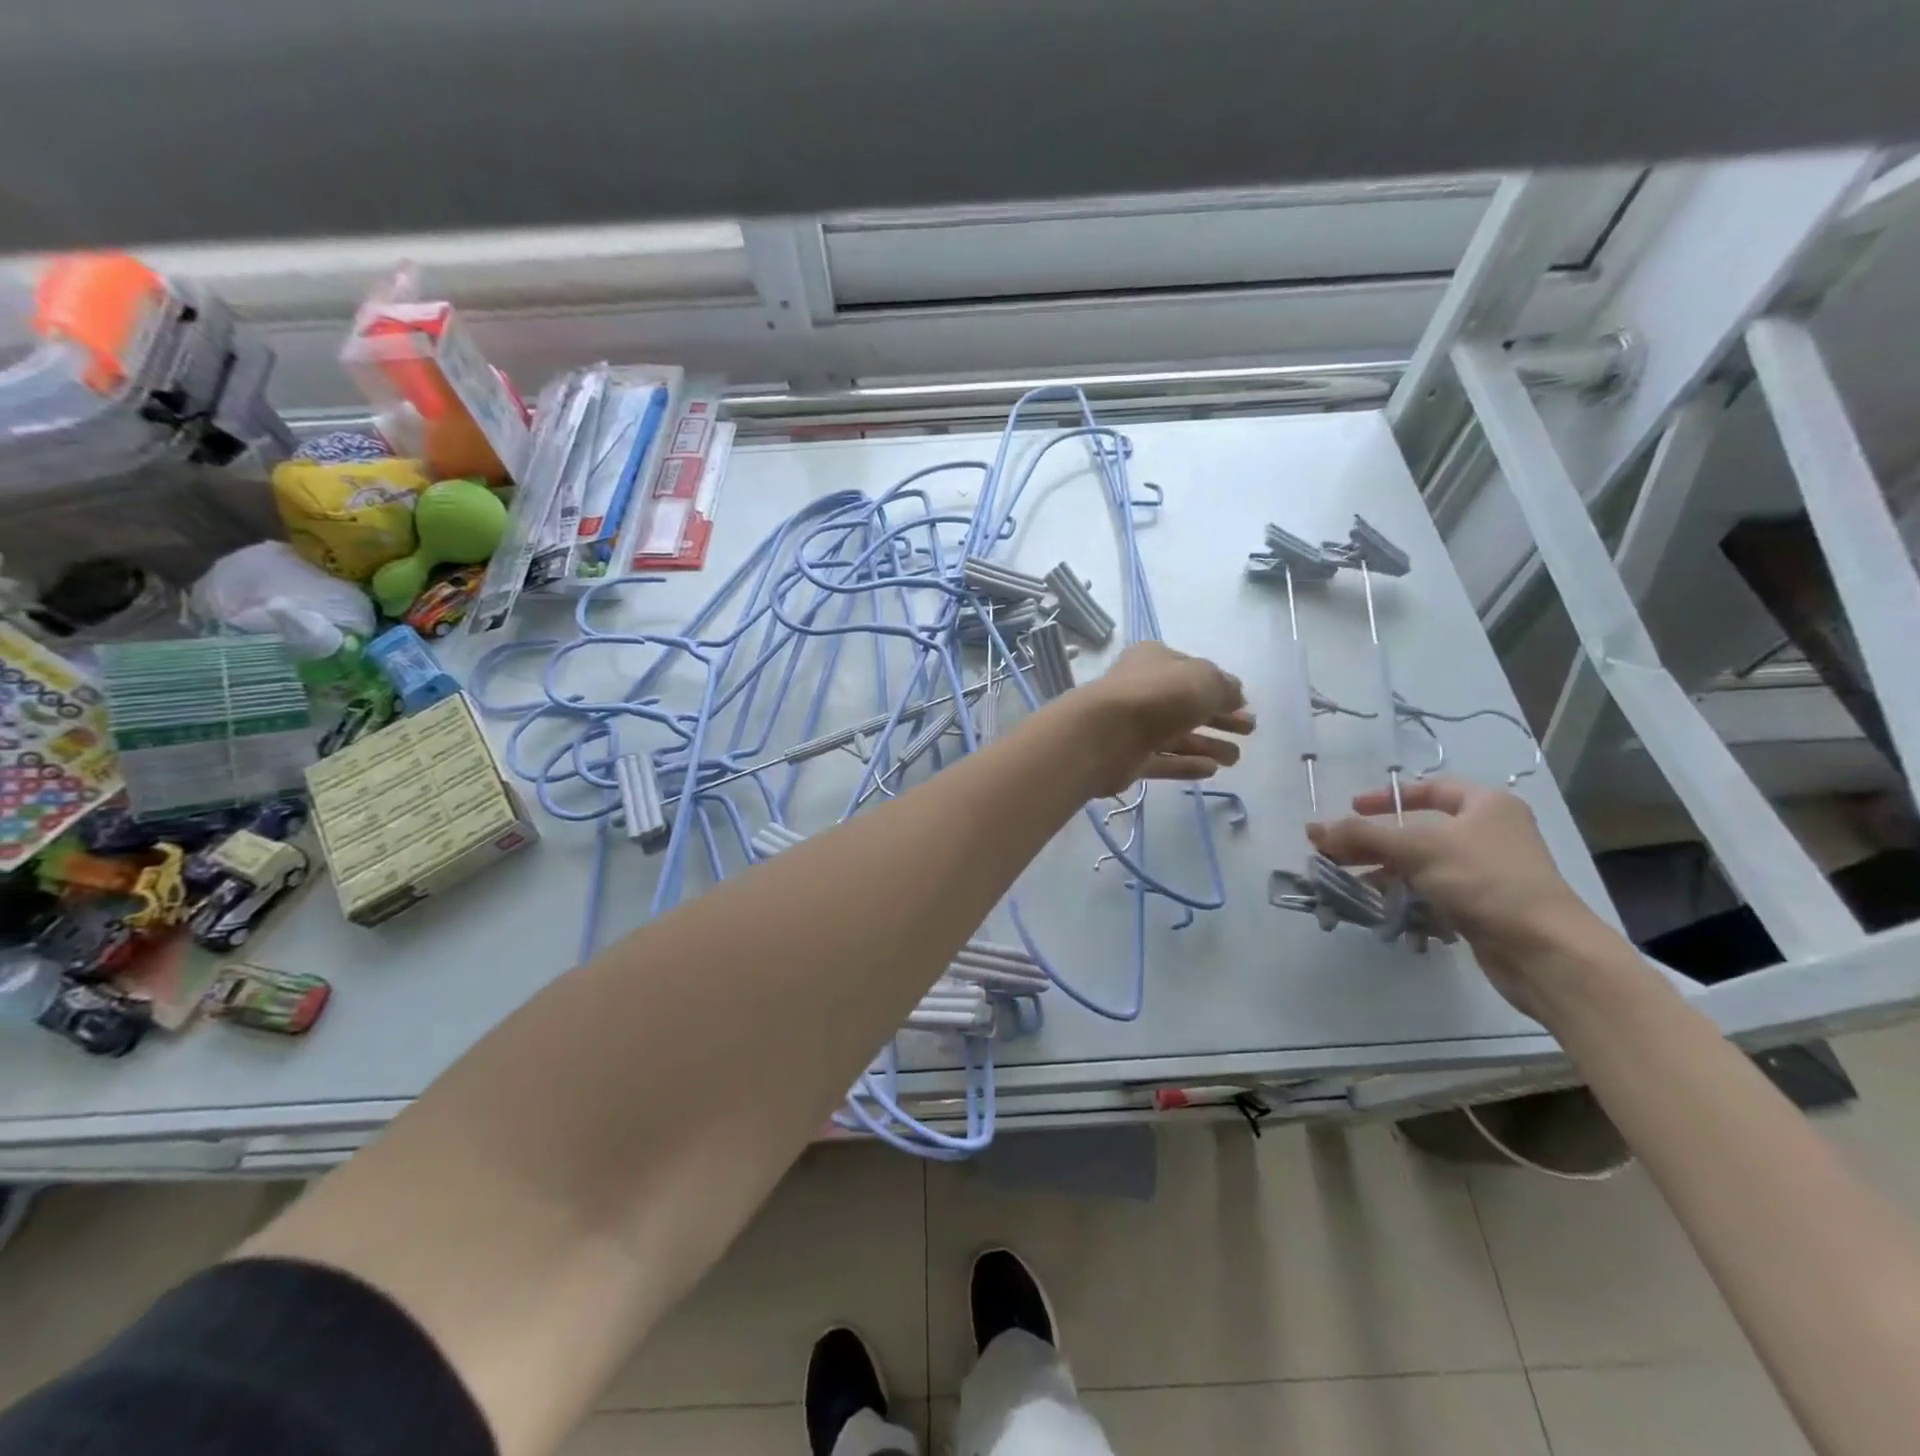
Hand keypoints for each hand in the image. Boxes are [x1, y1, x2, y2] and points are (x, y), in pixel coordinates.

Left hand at [1072, 642, 1254, 798]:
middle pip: (1188, 705)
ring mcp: (1133, 726)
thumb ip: (1224, 687)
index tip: (1243, 703)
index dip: (1219, 686)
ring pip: (1177, 736)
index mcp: (1155, 660)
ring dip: (1207, 744)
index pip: (1192, 671)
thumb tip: (1235, 695)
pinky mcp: (1129, 759)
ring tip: (1236, 759)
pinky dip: (1187, 764)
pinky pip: (1164, 761)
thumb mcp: (1204, 680)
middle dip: (1220, 718)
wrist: (1103, 734)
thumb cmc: (1157, 695)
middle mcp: (1142, 690)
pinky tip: (1212, 770)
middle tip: (1249, 730)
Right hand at [1308, 777, 1612, 1017]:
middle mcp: (1489, 833)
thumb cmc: (1485, 881)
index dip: (1388, 796)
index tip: (1352, 808)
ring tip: (1346, 883)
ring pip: (1422, 865)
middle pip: (1418, 830)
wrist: (1545, 951)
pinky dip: (1405, 897)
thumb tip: (1312, 829)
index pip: (1430, 789)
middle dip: (1374, 842)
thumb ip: (1362, 836)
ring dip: (1384, 873)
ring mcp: (1487, 873)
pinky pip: (1433, 893)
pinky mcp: (1483, 907)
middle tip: (1336, 852)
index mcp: (1486, 805)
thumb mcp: (1417, 849)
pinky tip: (1379, 908)